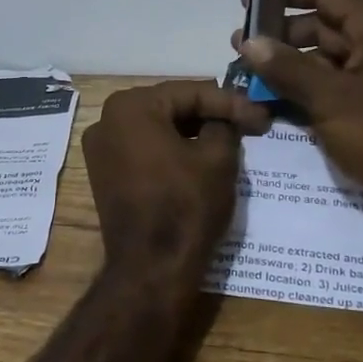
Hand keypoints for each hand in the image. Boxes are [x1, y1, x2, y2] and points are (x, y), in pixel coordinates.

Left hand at [82, 81, 271, 304]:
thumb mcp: (218, 158)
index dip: (231, 102)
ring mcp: (100, 149)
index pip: (191, 92)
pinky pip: (143, 149)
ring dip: (191, 132)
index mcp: (131, 106)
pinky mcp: (103, 174)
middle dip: (210, 114)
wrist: (151, 269)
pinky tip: (200, 156)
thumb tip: (225, 119)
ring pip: (156, 128)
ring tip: (230, 138)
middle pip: (170, 106)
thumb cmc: (186, 206)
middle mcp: (106, 120)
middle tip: (248, 123)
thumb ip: (224, 125)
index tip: (262, 116)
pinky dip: (171, 149)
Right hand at [232, 0, 362, 226]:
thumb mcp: (331, 99)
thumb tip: (248, 42)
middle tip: (239, 47)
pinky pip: (329, 85)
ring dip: (287, 64)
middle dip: (279, 34)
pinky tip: (269, 99)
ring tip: (248, 75)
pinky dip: (302, 88)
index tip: (247, 4)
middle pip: (321, 24)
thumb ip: (287, 68)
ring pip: (322, 57)